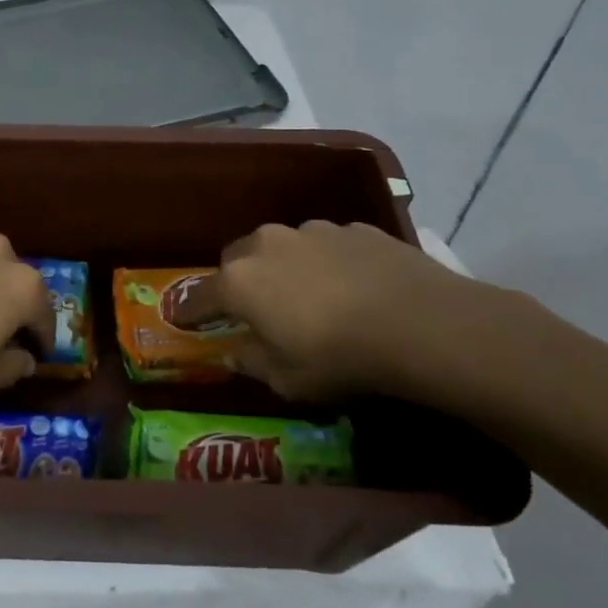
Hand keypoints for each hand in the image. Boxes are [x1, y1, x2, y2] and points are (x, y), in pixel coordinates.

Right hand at [178, 220, 497, 401]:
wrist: (421, 323)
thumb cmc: (338, 358)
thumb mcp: (287, 379)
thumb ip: (253, 362)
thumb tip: (235, 353)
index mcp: (240, 281)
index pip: (200, 296)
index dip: (192, 312)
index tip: (186, 322)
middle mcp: (268, 245)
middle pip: (237, 259)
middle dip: (239, 281)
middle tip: (255, 308)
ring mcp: (313, 231)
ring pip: (283, 247)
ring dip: (285, 267)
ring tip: (309, 295)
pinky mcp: (354, 228)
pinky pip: (326, 246)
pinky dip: (327, 262)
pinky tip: (352, 286)